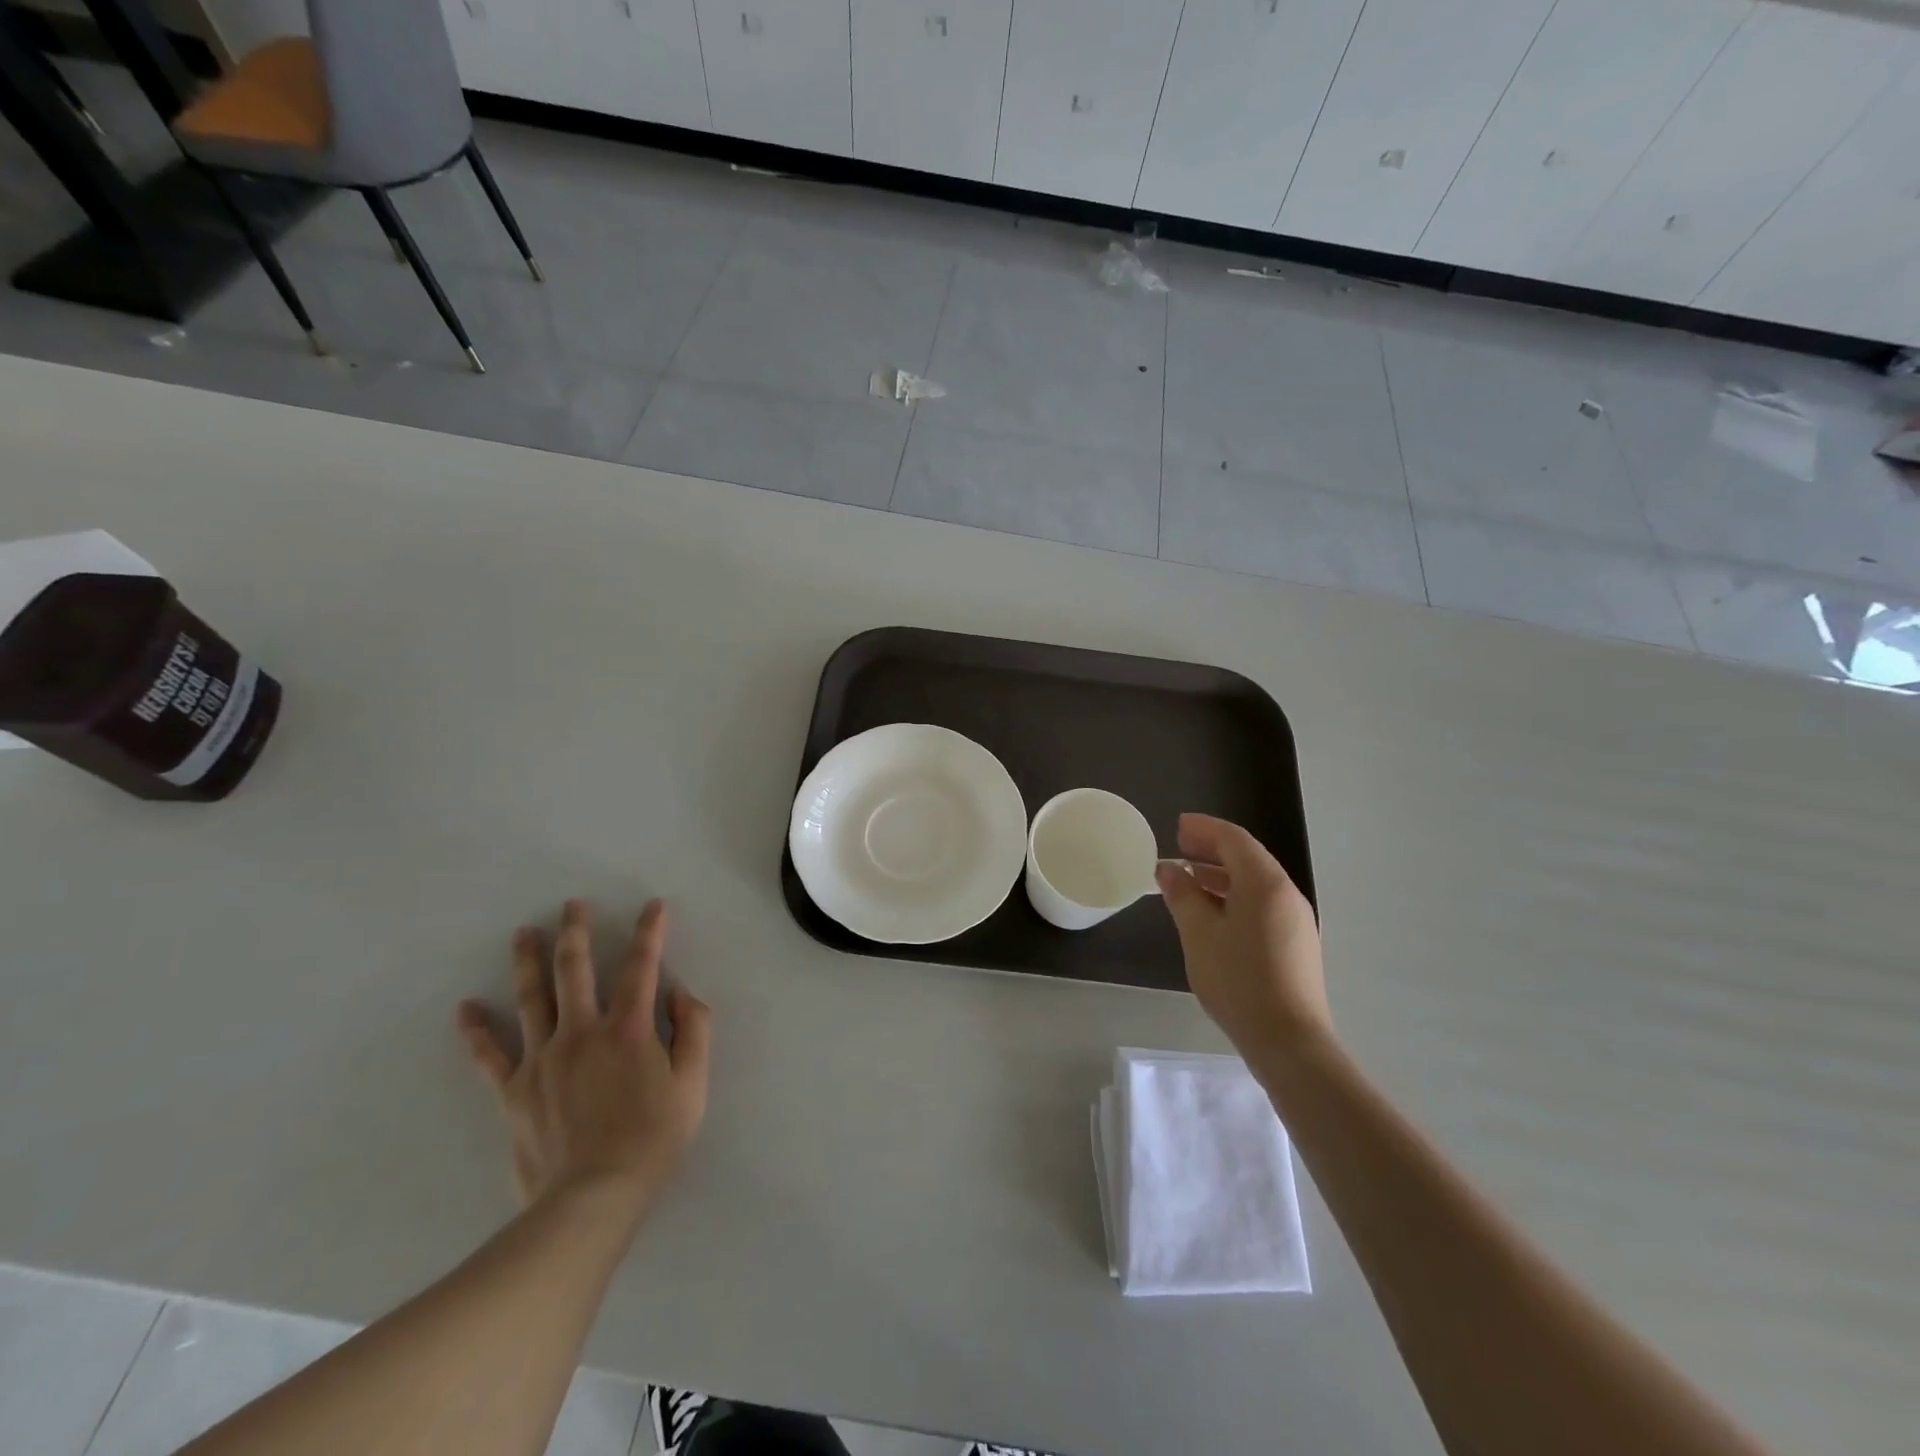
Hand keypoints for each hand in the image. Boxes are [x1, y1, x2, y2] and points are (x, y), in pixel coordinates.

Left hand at [456, 899, 711, 1220]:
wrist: (592, 1198)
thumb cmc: (653, 1138)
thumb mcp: (694, 1083)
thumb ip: (694, 1030)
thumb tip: (680, 993)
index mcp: (628, 1028)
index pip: (641, 966)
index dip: (650, 932)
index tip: (653, 906)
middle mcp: (581, 1031)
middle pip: (576, 970)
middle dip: (576, 932)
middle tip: (572, 904)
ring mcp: (542, 1059)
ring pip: (531, 999)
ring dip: (528, 962)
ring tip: (523, 933)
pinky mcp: (514, 1091)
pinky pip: (490, 1055)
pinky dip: (477, 1031)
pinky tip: (466, 1007)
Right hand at [1157, 814, 1330, 1065]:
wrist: (1289, 1041)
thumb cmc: (1238, 980)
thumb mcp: (1199, 934)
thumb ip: (1182, 895)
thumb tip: (1168, 868)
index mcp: (1265, 884)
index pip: (1234, 839)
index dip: (1204, 828)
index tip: (1176, 826)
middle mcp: (1286, 894)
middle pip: (1248, 858)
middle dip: (1212, 849)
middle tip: (1178, 846)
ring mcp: (1295, 921)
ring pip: (1255, 883)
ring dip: (1221, 874)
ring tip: (1188, 879)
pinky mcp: (1295, 944)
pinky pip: (1262, 904)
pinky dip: (1234, 896)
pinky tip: (1212, 913)